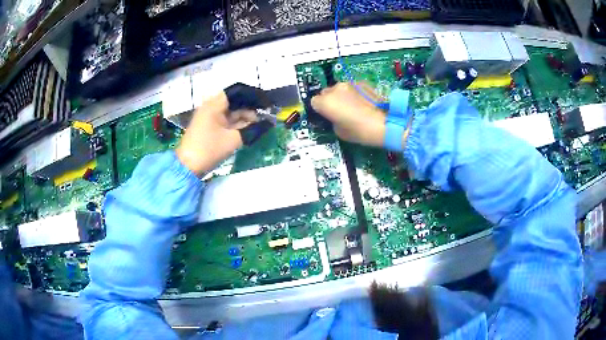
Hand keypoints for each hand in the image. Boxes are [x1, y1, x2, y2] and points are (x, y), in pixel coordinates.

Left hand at [176, 92, 258, 175]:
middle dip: (249, 108)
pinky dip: (236, 124)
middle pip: (233, 103)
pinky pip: (225, 121)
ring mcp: (209, 117)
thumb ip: (250, 129)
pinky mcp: (208, 127)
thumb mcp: (233, 139)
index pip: (235, 93)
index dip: (251, 97)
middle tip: (266, 115)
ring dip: (244, 117)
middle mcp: (211, 107)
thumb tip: (266, 123)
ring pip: (230, 113)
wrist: (188, 166)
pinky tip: (249, 128)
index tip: (265, 103)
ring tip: (261, 122)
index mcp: (214, 105)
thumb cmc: (209, 149)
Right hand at [311, 83, 386, 146]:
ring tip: (353, 107)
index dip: (320, 109)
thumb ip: (332, 120)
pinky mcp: (362, 83)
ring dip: (342, 96)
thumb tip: (334, 116)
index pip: (314, 102)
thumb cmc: (360, 131)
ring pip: (340, 89)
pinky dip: (354, 93)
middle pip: (326, 92)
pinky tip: (362, 103)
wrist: (384, 123)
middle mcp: (335, 89)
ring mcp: (349, 84)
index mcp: (326, 102)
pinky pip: (352, 88)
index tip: (326, 115)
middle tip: (339, 111)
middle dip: (330, 100)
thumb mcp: (339, 131)